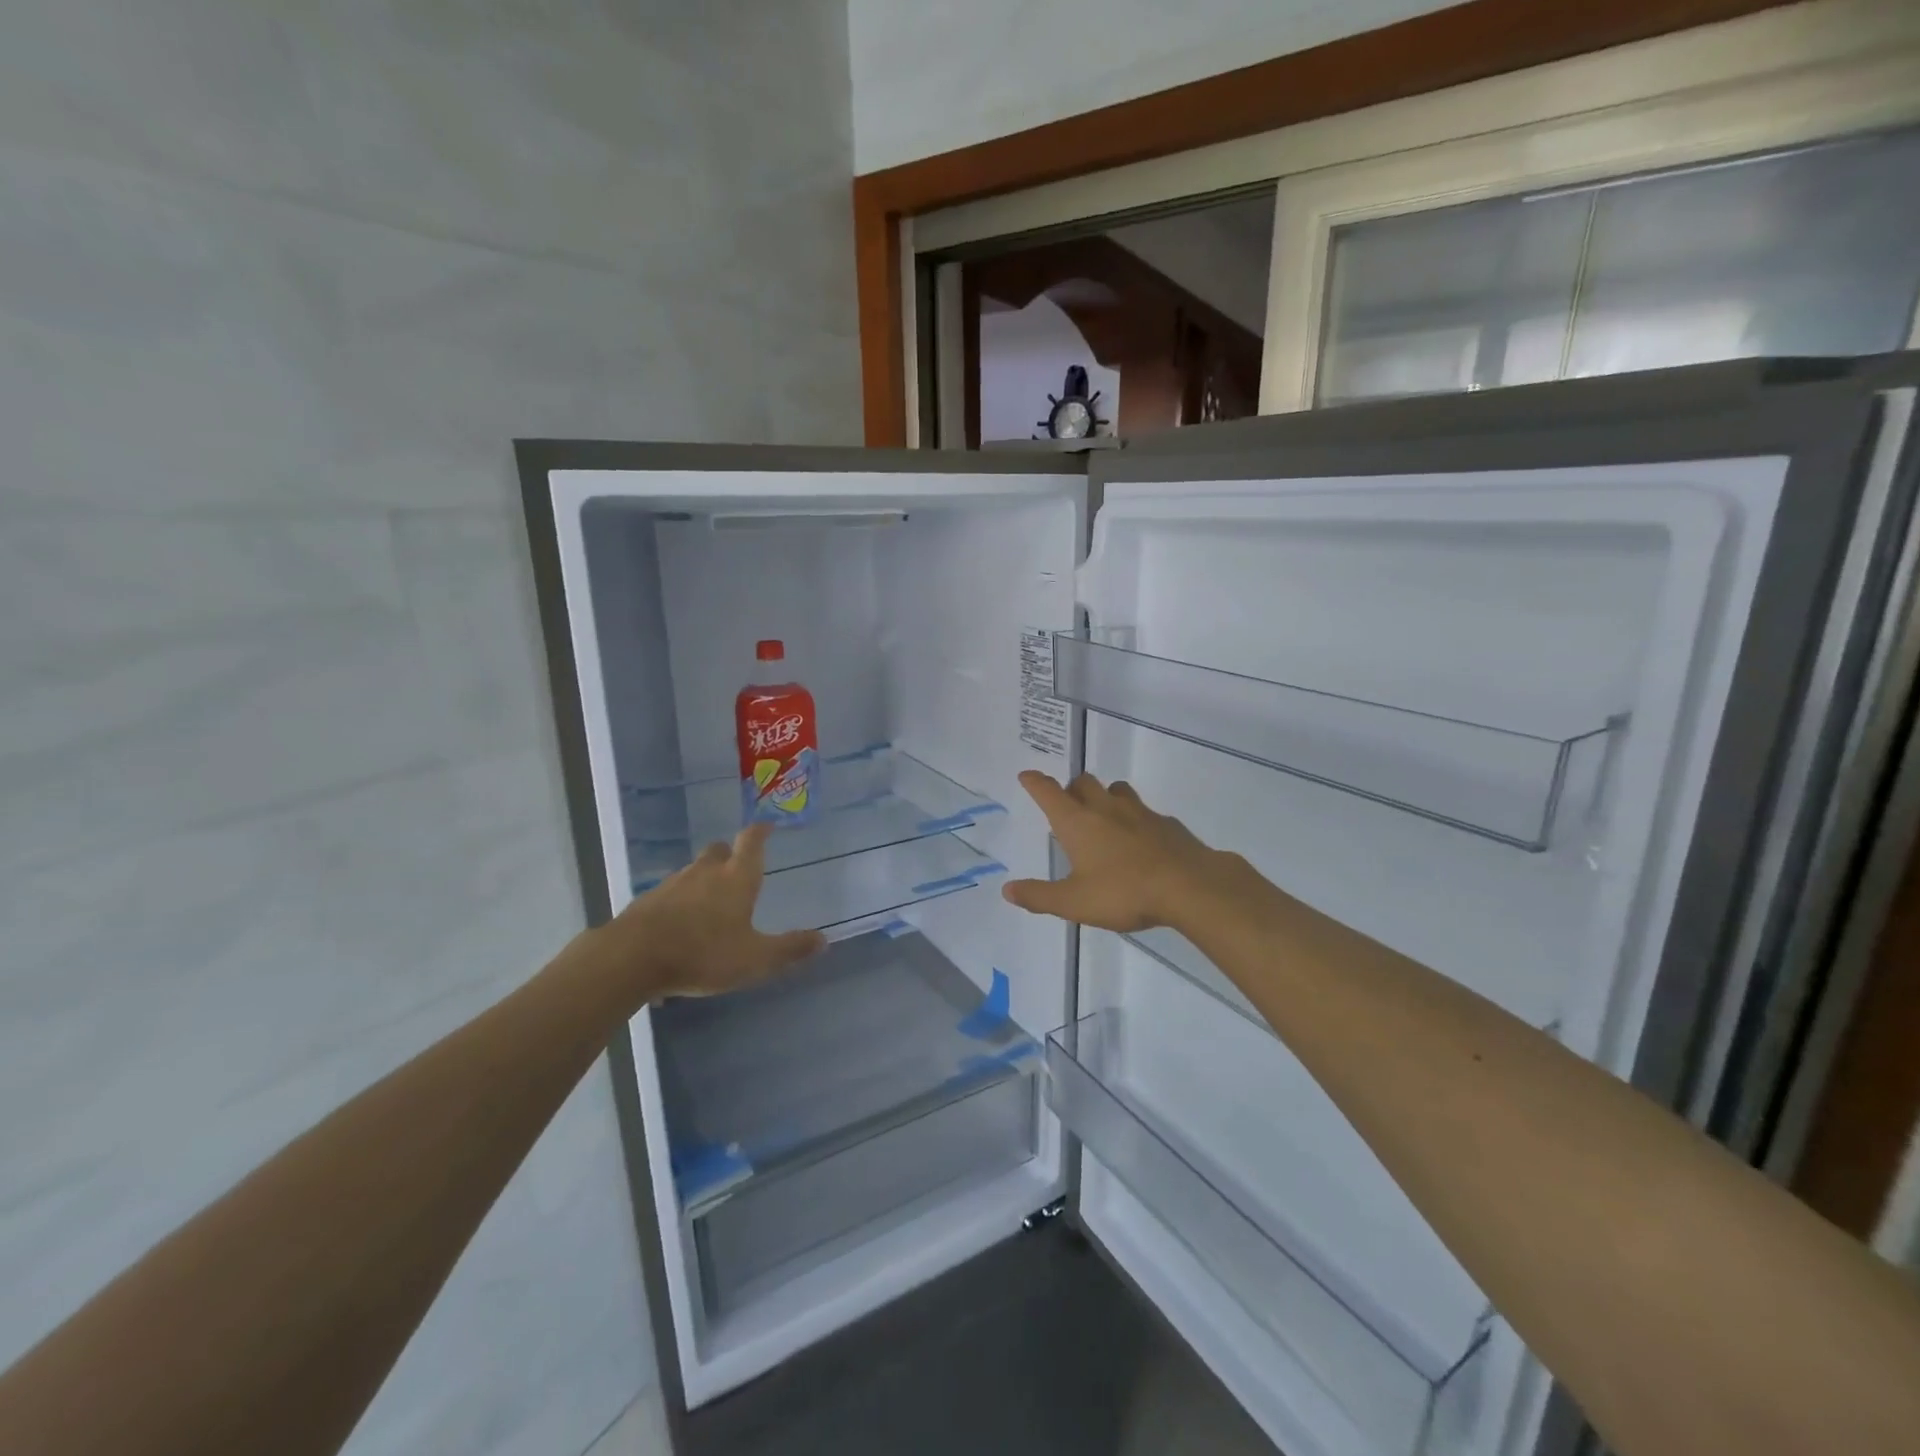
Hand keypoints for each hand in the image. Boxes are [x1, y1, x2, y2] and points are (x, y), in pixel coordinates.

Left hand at [596, 824, 825, 1002]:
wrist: (631, 958)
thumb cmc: (703, 953)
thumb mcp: (755, 959)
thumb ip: (789, 948)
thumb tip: (824, 940)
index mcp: (737, 878)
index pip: (751, 841)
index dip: (760, 831)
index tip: (766, 825)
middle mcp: (706, 872)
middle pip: (719, 850)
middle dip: (729, 854)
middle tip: (737, 867)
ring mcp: (673, 883)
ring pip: (693, 871)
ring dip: (704, 878)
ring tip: (710, 901)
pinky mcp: (647, 901)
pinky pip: (670, 893)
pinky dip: (680, 900)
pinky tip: (680, 923)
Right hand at [1002, 772, 1253, 933]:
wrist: (1190, 886)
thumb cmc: (1124, 892)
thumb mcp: (1074, 902)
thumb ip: (1039, 896)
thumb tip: (1007, 890)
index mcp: (1078, 822)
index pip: (1049, 792)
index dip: (1035, 782)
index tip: (1027, 775)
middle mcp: (1105, 808)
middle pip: (1083, 782)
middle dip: (1070, 788)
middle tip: (1067, 803)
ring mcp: (1139, 812)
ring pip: (1116, 790)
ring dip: (1104, 795)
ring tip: (1102, 815)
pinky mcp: (1166, 824)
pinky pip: (1144, 812)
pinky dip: (1134, 818)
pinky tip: (1139, 839)